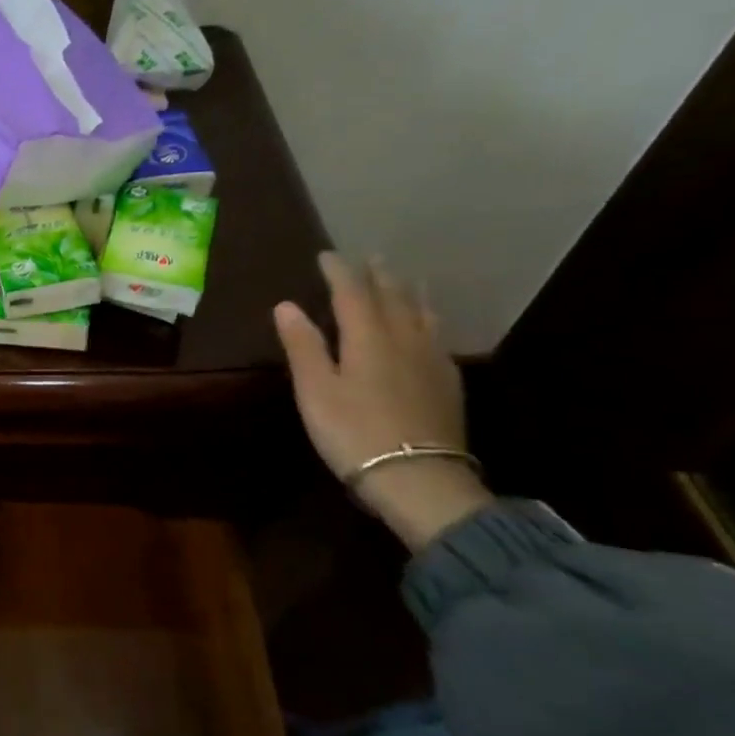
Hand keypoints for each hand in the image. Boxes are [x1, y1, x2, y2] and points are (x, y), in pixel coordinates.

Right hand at [274, 252, 490, 551]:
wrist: (418, 479)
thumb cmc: (354, 432)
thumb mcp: (316, 390)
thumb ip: (303, 346)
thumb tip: (286, 305)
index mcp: (368, 337)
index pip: (352, 292)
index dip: (338, 271)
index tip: (327, 255)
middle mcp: (404, 339)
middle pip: (392, 297)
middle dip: (378, 275)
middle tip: (369, 258)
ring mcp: (432, 360)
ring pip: (422, 314)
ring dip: (408, 292)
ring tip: (403, 280)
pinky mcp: (448, 384)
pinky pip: (438, 337)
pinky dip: (427, 320)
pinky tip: (427, 329)